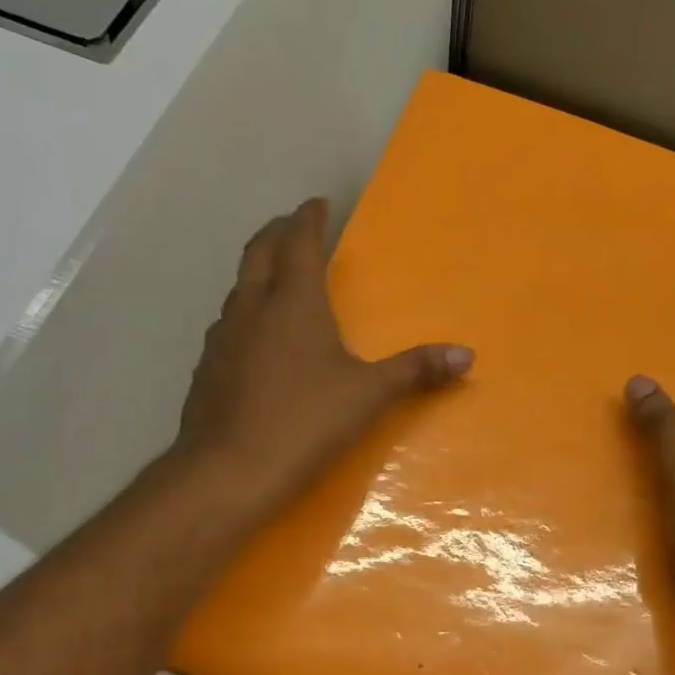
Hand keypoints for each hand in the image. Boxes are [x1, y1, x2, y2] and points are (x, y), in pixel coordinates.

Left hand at [169, 198, 472, 527]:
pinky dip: (246, 314)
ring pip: (239, 287)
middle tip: (295, 225)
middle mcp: (251, 308)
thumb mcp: (369, 396)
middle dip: (278, 232)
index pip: (298, 241)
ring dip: (259, 273)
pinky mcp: (207, 369)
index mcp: (292, 302)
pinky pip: (229, 325)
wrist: (229, 471)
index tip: (318, 203)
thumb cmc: (305, 422)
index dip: (309, 218)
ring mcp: (222, 338)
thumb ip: (416, 371)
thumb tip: (467, 355)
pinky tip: (257, 340)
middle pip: (259, 252)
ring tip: (278, 279)